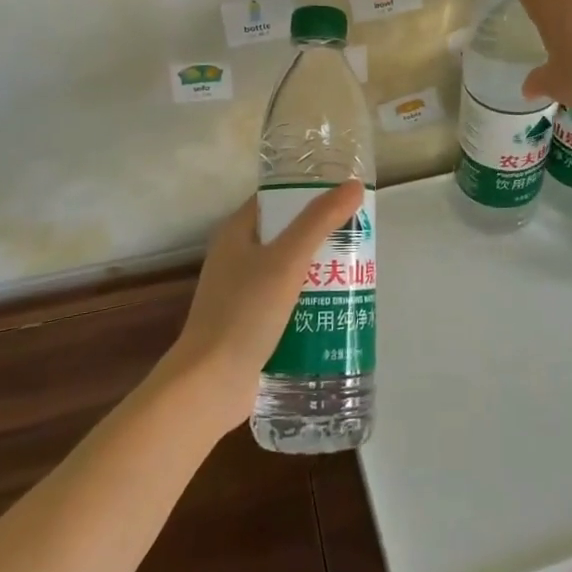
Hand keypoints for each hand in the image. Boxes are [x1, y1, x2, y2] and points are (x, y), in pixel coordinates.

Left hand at [161, 180, 367, 426]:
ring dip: (321, 271)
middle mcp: (237, 257)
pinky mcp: (252, 324)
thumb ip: (319, 221)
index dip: (309, 193)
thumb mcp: (286, 260)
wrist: (210, 385)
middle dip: (323, 236)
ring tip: (359, 274)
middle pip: (287, 235)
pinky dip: (311, 301)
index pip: (277, 199)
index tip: (346, 198)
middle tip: (361, 239)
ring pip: (290, 270)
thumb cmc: (244, 313)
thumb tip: (353, 186)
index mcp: (237, 232)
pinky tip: (339, 309)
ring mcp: (243, 293)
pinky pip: (288, 302)